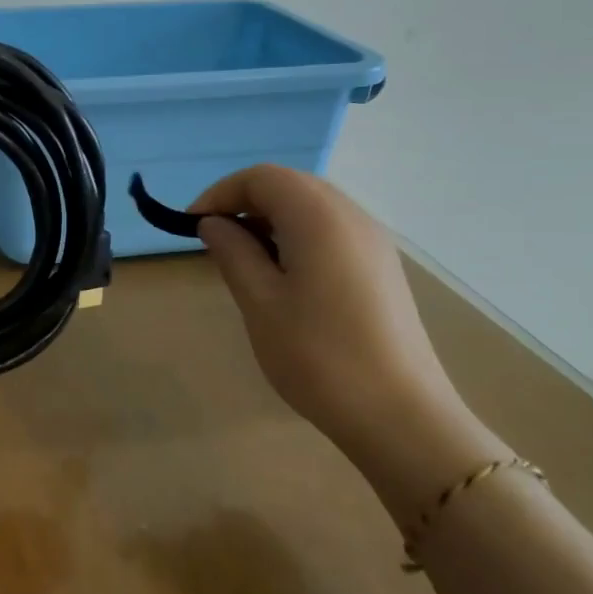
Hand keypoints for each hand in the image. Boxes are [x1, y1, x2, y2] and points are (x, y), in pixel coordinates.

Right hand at [192, 165, 473, 455]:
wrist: (399, 415)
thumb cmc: (317, 356)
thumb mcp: (260, 302)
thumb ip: (233, 252)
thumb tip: (214, 224)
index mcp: (319, 218)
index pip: (262, 178)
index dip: (221, 193)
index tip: (193, 227)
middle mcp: (352, 217)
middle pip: (290, 185)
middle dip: (246, 202)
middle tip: (215, 240)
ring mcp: (374, 242)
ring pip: (313, 207)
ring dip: (271, 219)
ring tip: (245, 259)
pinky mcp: (382, 268)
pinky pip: (332, 230)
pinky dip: (298, 236)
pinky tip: (284, 276)